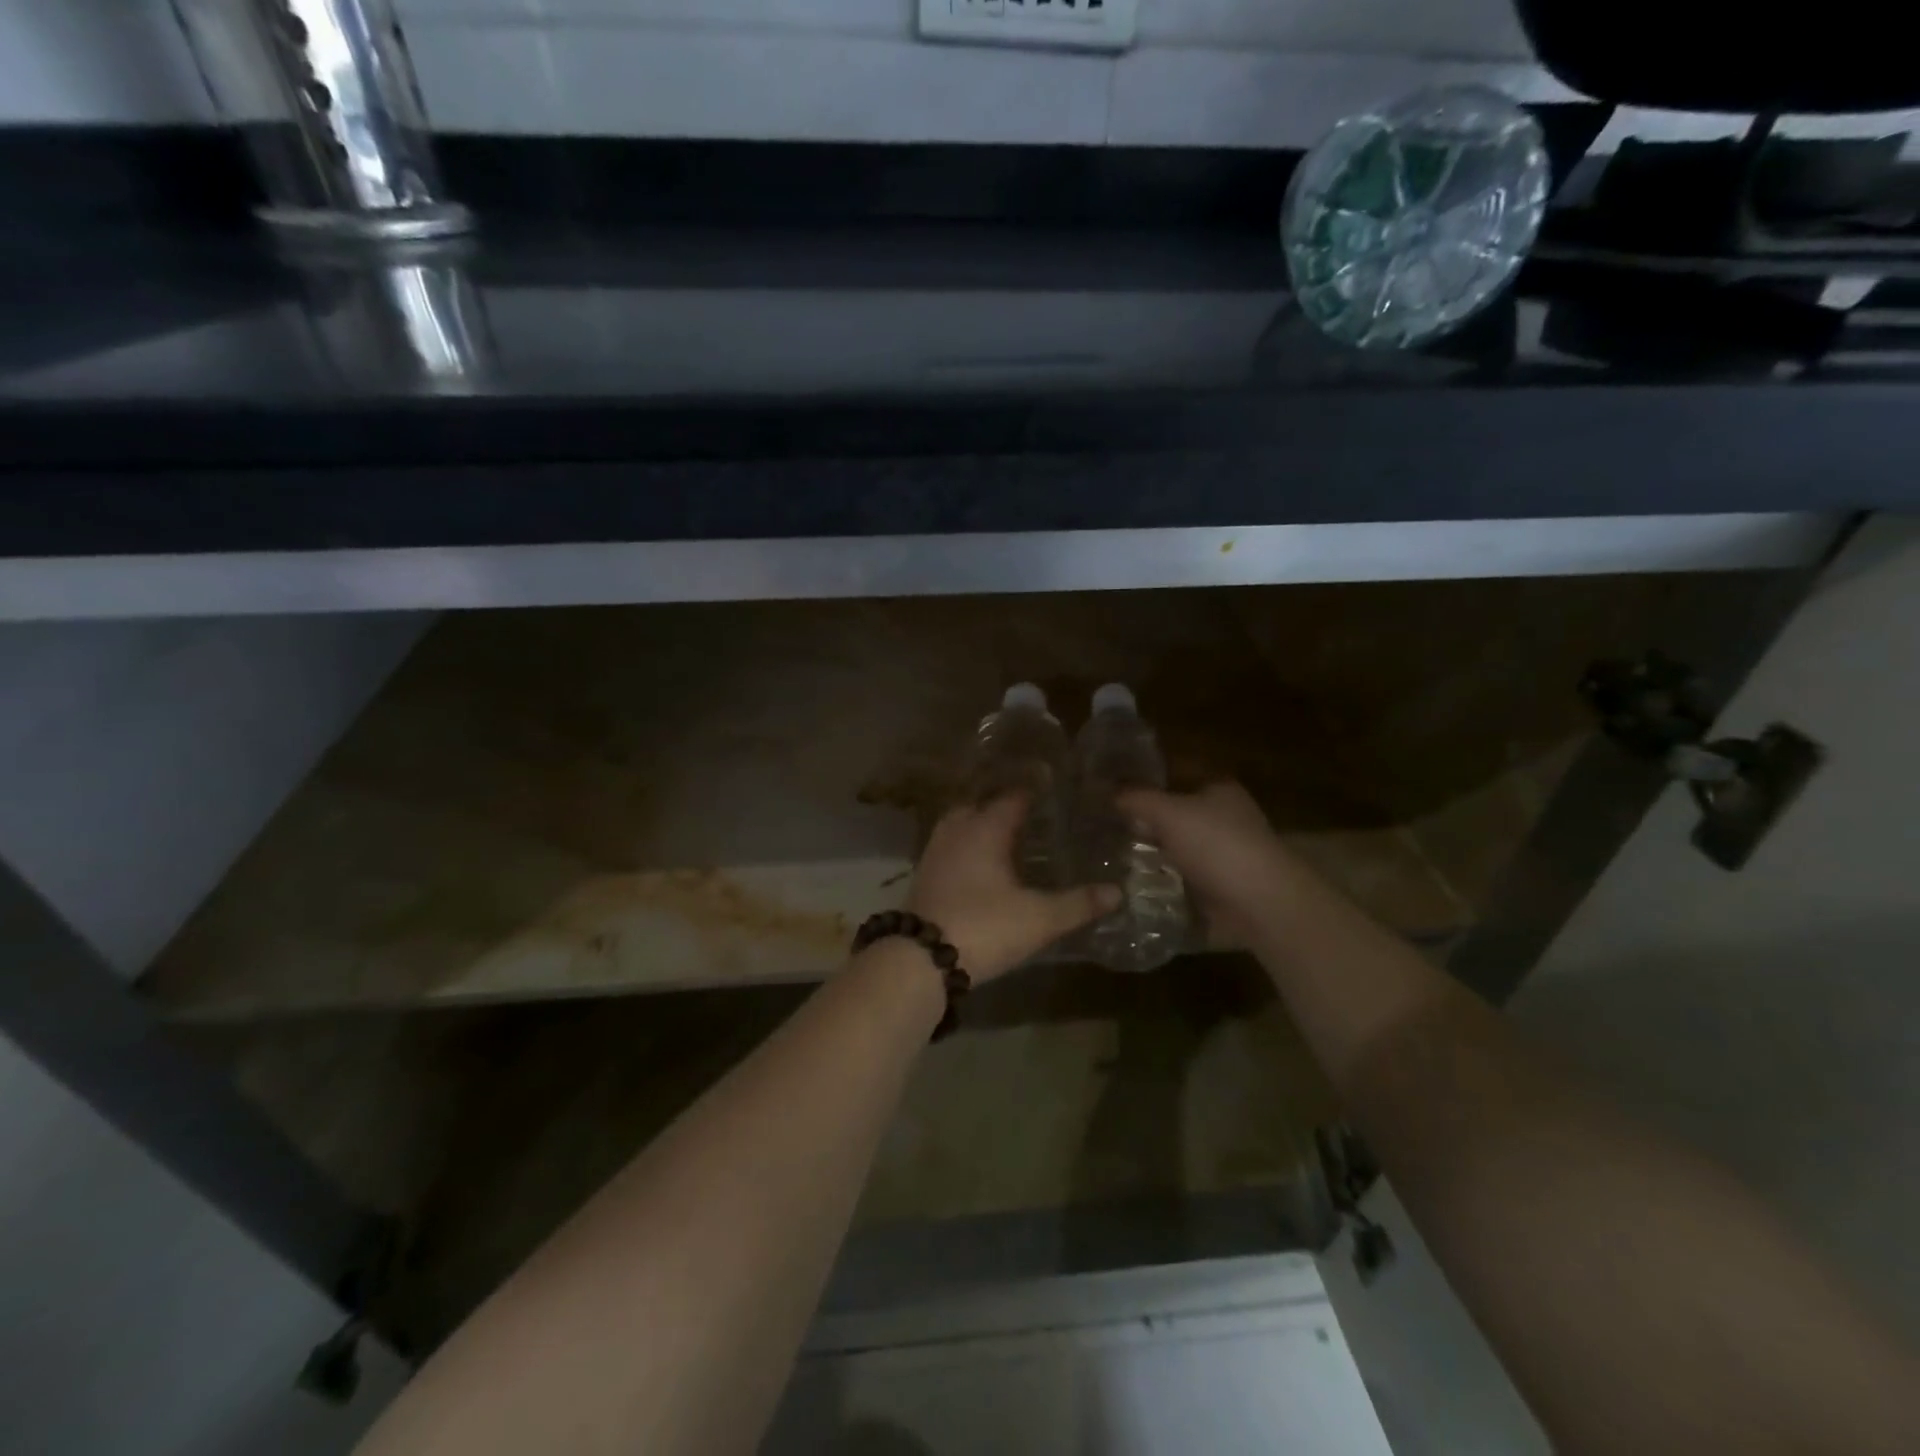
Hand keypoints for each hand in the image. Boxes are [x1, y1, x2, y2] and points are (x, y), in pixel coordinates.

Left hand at [905, 794, 1120, 982]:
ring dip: (979, 826)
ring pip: (959, 826)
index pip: (1012, 799)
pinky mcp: (923, 876)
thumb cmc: (984, 927)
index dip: (1032, 793)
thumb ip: (1078, 904)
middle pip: (979, 806)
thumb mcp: (1039, 919)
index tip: (1052, 790)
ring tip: (1004, 837)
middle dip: (1001, 806)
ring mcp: (934, 853)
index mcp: (985, 829)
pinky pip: (948, 848)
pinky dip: (965, 849)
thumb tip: (1118, 892)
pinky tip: (979, 867)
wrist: (921, 960)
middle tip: (1028, 813)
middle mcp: (956, 832)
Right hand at [1118, 781, 1297, 947]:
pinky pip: (1178, 872)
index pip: (1173, 769)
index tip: (1108, 784)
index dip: (1142, 774)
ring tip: (1106, 850)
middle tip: (1100, 819)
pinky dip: (1157, 875)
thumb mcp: (1168, 812)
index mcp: (1217, 787)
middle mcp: (1221, 814)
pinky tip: (1128, 878)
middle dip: (1141, 815)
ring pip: (1173, 842)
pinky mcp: (1215, 882)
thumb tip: (1108, 791)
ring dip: (1147, 848)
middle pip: (1172, 808)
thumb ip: (1136, 797)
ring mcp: (1219, 850)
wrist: (1259, 903)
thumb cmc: (1216, 844)